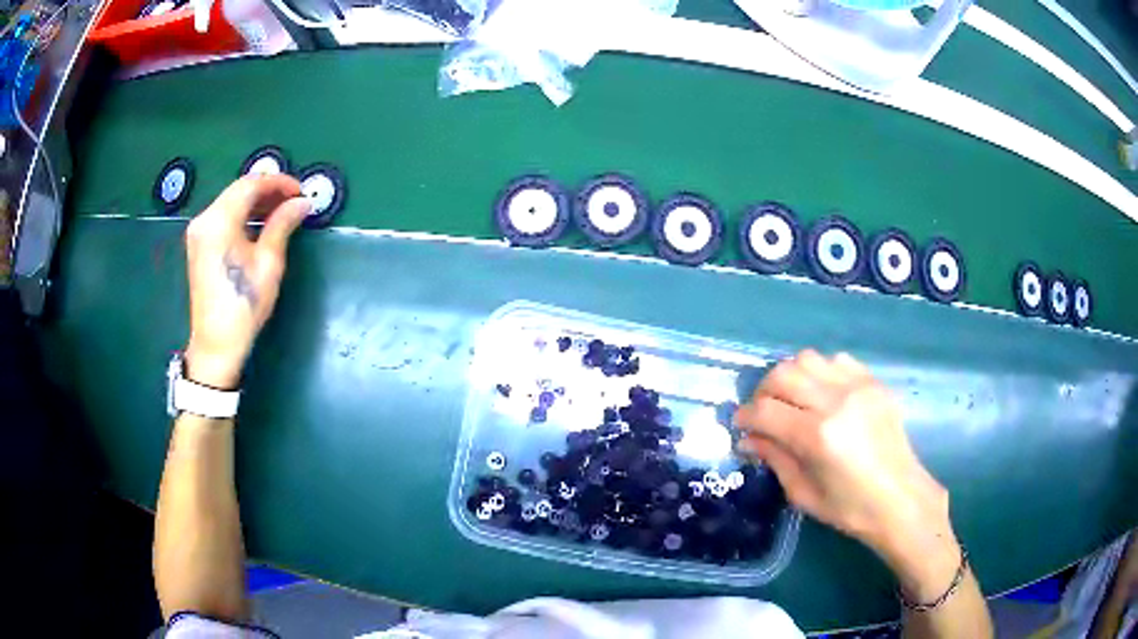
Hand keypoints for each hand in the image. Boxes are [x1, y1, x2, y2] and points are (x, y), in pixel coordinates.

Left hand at [183, 175, 310, 388]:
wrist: (216, 344)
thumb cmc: (244, 304)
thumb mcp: (269, 263)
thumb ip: (283, 224)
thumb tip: (302, 203)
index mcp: (219, 220)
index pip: (251, 184)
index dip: (278, 183)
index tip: (301, 192)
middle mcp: (204, 219)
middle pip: (238, 190)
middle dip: (268, 190)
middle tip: (294, 201)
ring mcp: (198, 232)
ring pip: (230, 202)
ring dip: (256, 202)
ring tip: (281, 212)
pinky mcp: (198, 244)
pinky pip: (223, 216)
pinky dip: (242, 215)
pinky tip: (259, 225)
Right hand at [734, 350, 951, 566]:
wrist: (900, 499)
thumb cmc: (849, 508)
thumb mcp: (803, 493)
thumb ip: (775, 458)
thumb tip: (750, 437)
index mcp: (817, 436)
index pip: (765, 410)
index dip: (745, 417)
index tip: (740, 426)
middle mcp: (836, 401)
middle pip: (783, 374)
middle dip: (763, 392)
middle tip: (762, 413)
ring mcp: (858, 387)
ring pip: (808, 359)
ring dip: (791, 377)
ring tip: (793, 400)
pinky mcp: (874, 382)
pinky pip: (837, 361)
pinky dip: (821, 372)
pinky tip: (823, 395)